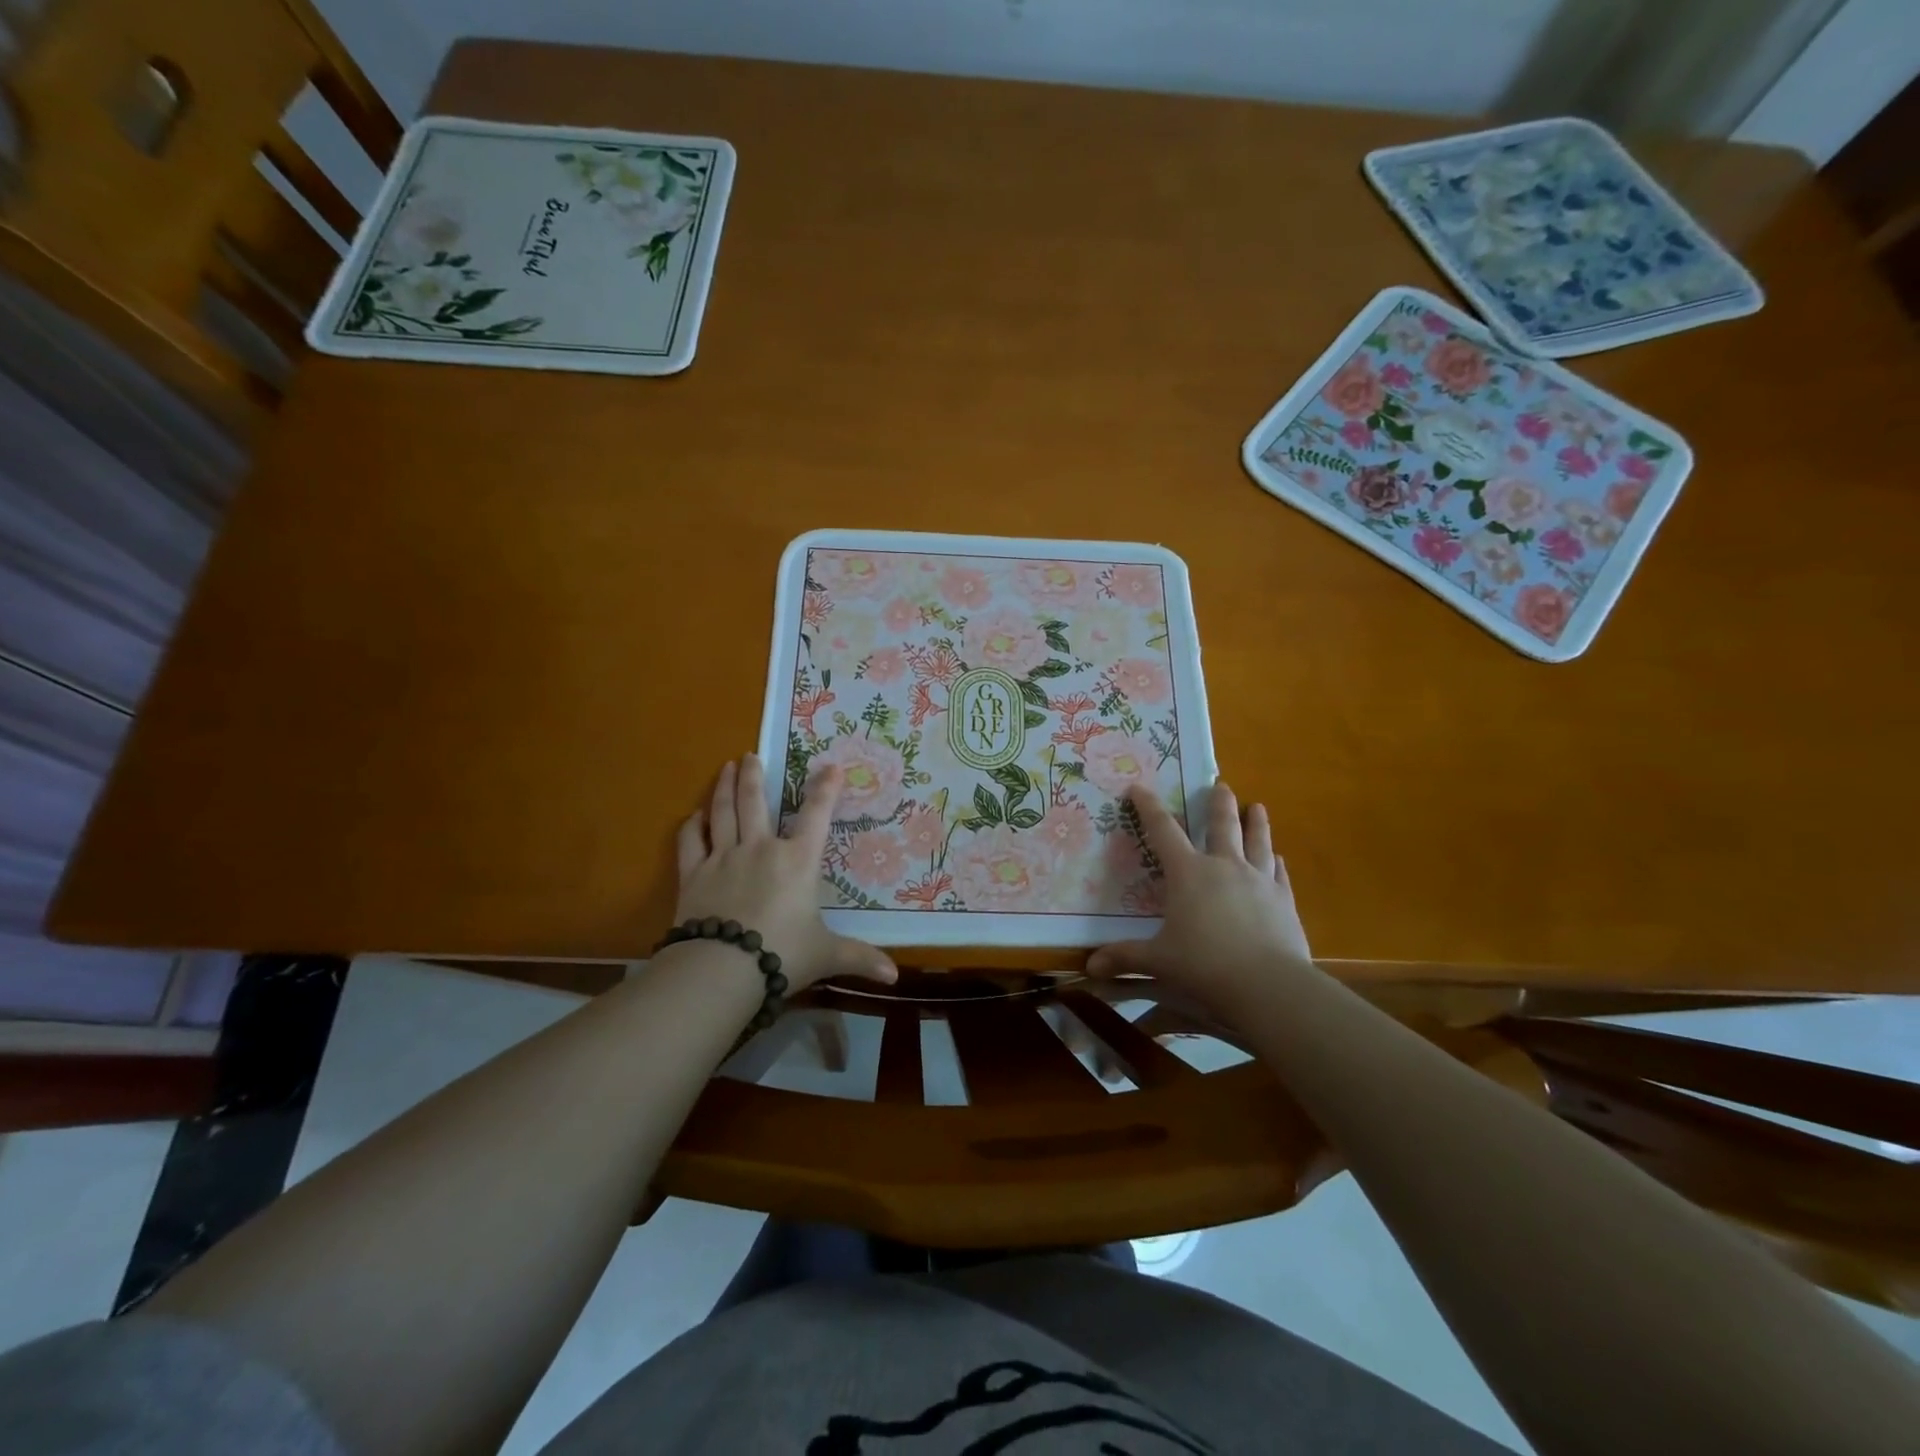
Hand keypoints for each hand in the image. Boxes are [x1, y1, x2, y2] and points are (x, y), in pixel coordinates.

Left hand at [672, 755, 896, 992]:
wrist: (722, 968)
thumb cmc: (782, 954)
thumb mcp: (826, 955)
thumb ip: (859, 958)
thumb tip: (894, 976)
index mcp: (797, 861)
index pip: (816, 815)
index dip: (825, 789)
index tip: (830, 766)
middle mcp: (760, 849)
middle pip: (755, 802)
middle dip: (755, 775)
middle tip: (750, 755)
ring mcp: (723, 858)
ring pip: (723, 813)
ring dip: (724, 788)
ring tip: (726, 767)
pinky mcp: (693, 875)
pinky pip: (691, 842)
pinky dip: (692, 826)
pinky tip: (693, 816)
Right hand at [1086, 780, 1313, 1015]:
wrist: (1268, 985)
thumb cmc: (1204, 966)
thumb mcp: (1158, 961)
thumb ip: (1125, 957)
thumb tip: (1090, 966)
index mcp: (1188, 873)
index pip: (1163, 830)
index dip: (1149, 807)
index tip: (1139, 788)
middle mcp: (1224, 867)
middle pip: (1222, 825)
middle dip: (1219, 803)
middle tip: (1220, 784)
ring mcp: (1259, 881)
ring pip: (1258, 841)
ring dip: (1256, 822)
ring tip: (1257, 807)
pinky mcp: (1284, 901)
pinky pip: (1280, 874)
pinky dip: (1277, 863)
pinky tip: (1280, 858)